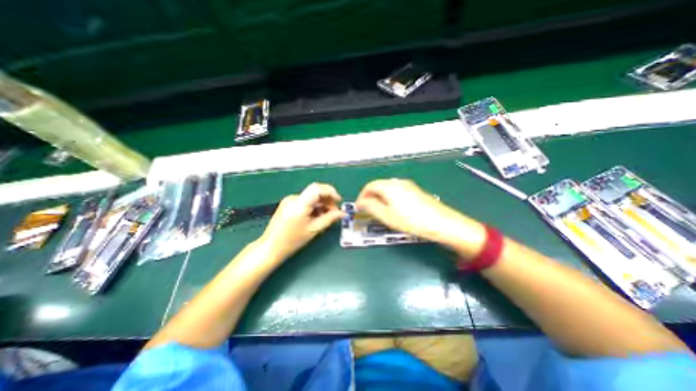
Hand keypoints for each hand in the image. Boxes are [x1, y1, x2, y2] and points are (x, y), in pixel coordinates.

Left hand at [258, 184, 344, 262]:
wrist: (270, 247)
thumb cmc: (292, 241)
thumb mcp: (314, 230)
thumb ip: (329, 219)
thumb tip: (342, 213)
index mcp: (299, 204)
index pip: (317, 188)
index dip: (331, 192)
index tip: (339, 201)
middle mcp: (294, 198)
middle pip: (315, 192)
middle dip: (327, 200)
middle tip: (334, 213)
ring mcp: (289, 200)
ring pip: (311, 197)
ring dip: (321, 205)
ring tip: (325, 217)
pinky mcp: (287, 204)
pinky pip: (305, 201)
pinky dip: (313, 207)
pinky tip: (316, 217)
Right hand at [355, 178, 485, 253]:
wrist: (441, 223)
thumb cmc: (411, 220)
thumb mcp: (387, 216)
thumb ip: (371, 207)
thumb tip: (361, 202)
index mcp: (389, 186)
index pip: (369, 186)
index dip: (362, 196)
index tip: (358, 207)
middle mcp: (398, 182)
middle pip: (379, 186)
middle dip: (370, 197)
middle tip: (368, 211)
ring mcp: (408, 185)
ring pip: (388, 189)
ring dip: (380, 198)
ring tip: (379, 212)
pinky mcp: (415, 191)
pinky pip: (397, 192)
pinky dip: (389, 199)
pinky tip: (393, 210)